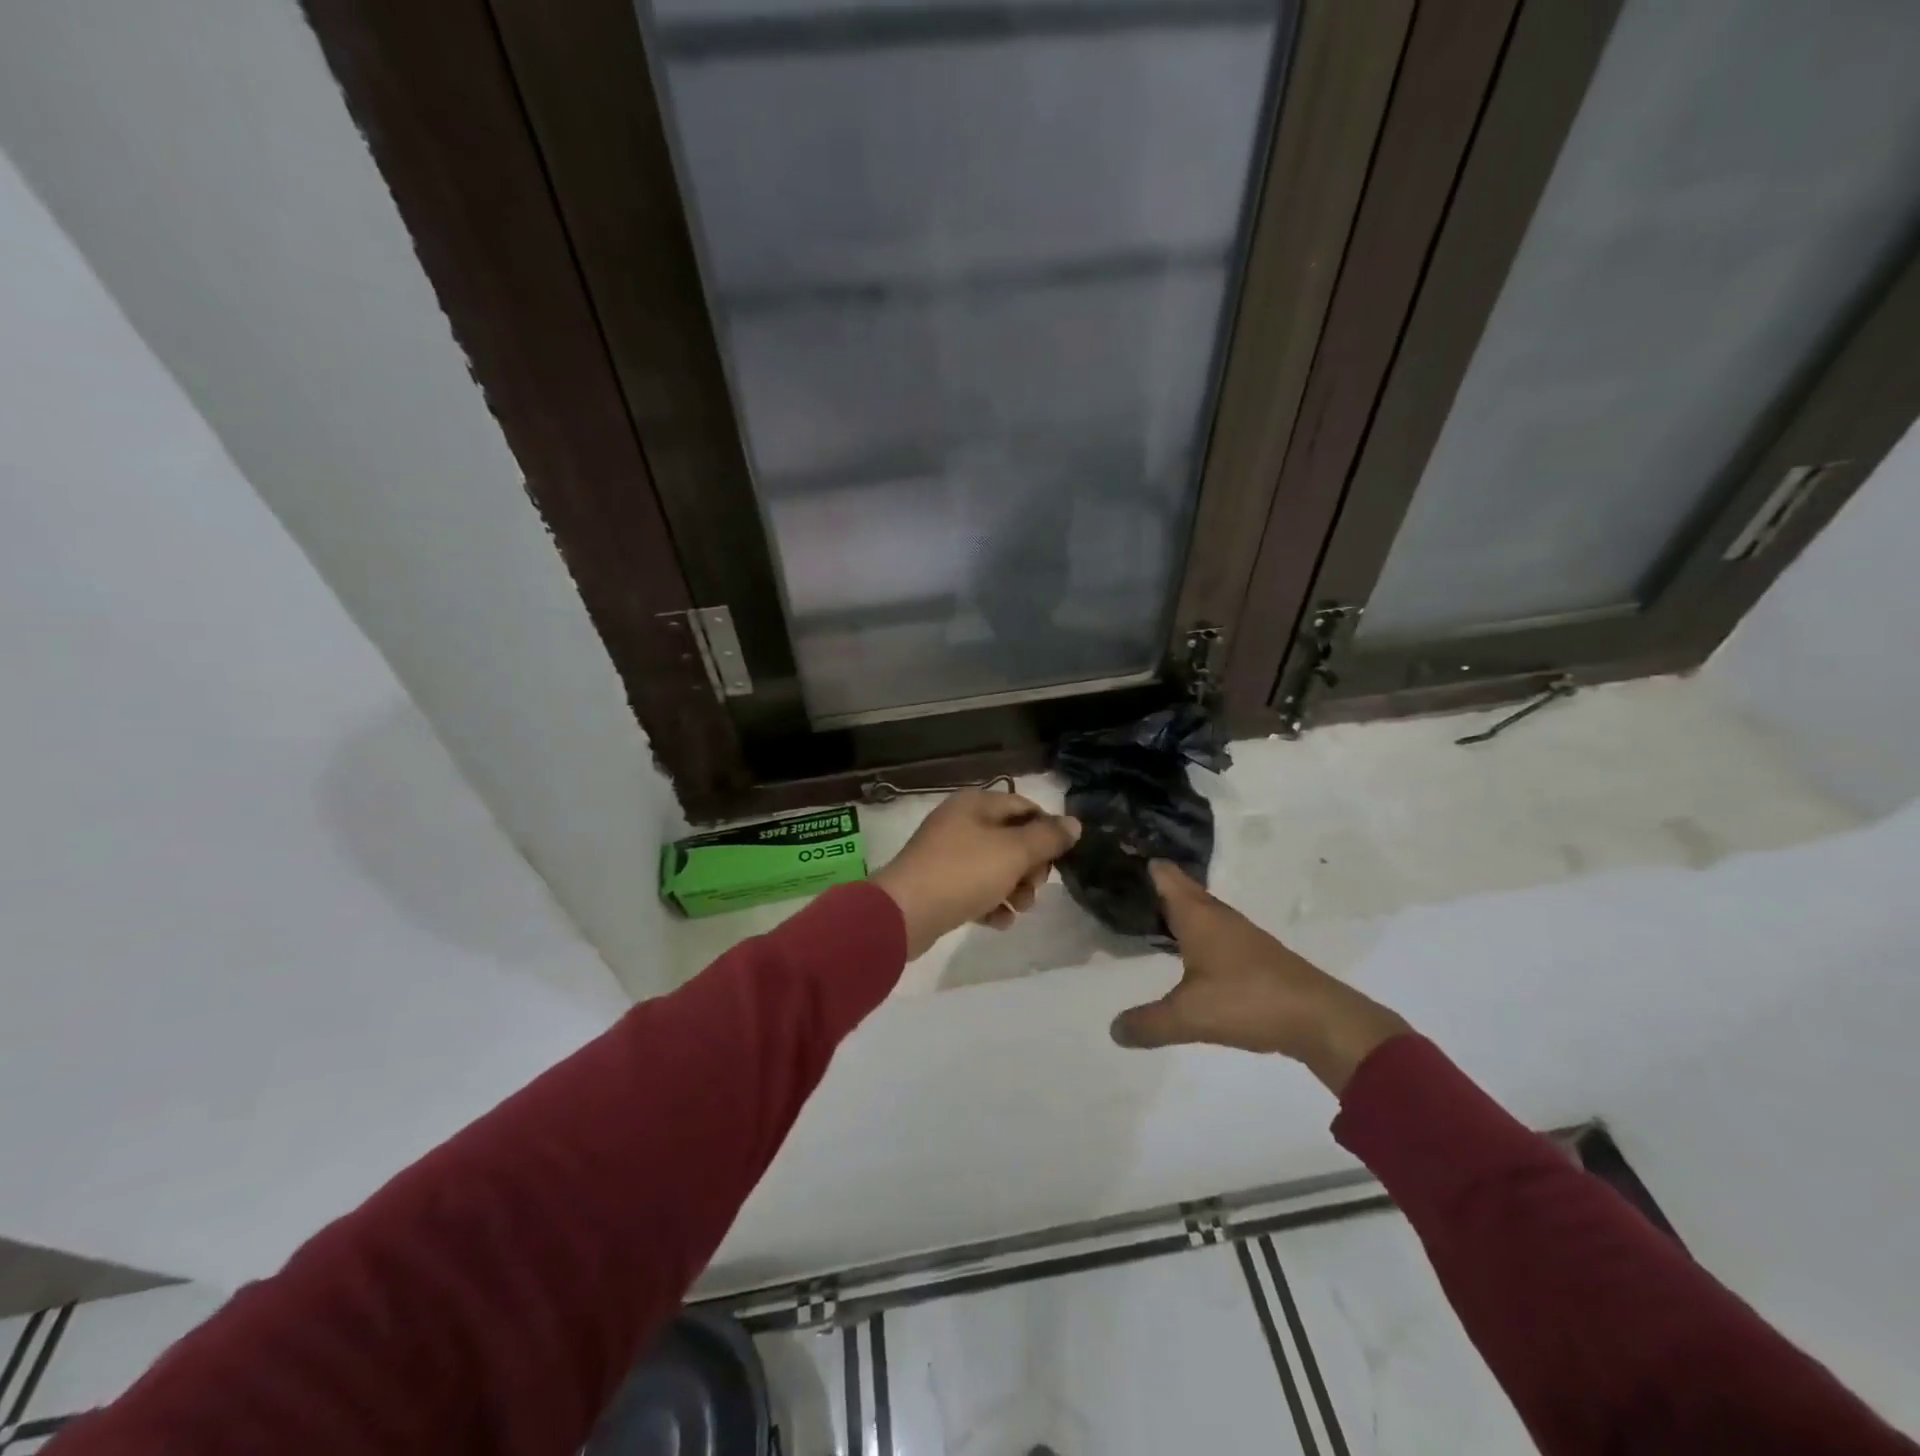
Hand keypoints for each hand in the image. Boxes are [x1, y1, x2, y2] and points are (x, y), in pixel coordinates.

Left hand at [871, 789, 1080, 959]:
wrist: (904, 913)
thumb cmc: (963, 873)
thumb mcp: (1014, 852)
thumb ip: (1047, 837)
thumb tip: (1074, 823)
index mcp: (975, 804)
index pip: (1023, 806)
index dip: (1046, 829)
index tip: (1059, 858)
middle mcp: (960, 823)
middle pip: (1010, 839)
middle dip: (1030, 865)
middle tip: (1035, 886)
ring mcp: (946, 855)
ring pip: (994, 867)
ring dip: (1014, 889)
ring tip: (1018, 909)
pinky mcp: (938, 885)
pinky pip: (974, 890)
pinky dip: (990, 904)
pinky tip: (998, 921)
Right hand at [1110, 862, 1411, 1093]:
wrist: (1319, 1019)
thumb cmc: (1248, 1001)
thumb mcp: (1188, 1016)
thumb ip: (1148, 1023)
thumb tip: (1113, 1029)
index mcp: (1198, 915)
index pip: (1165, 875)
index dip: (1142, 864)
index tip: (1114, 857)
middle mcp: (1217, 916)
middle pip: (1181, 889)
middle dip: (1153, 886)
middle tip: (1119, 888)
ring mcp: (1239, 934)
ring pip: (1199, 911)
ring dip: (1175, 910)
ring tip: (1145, 915)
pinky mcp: (1253, 955)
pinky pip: (1212, 931)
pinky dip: (1192, 932)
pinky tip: (1184, 951)